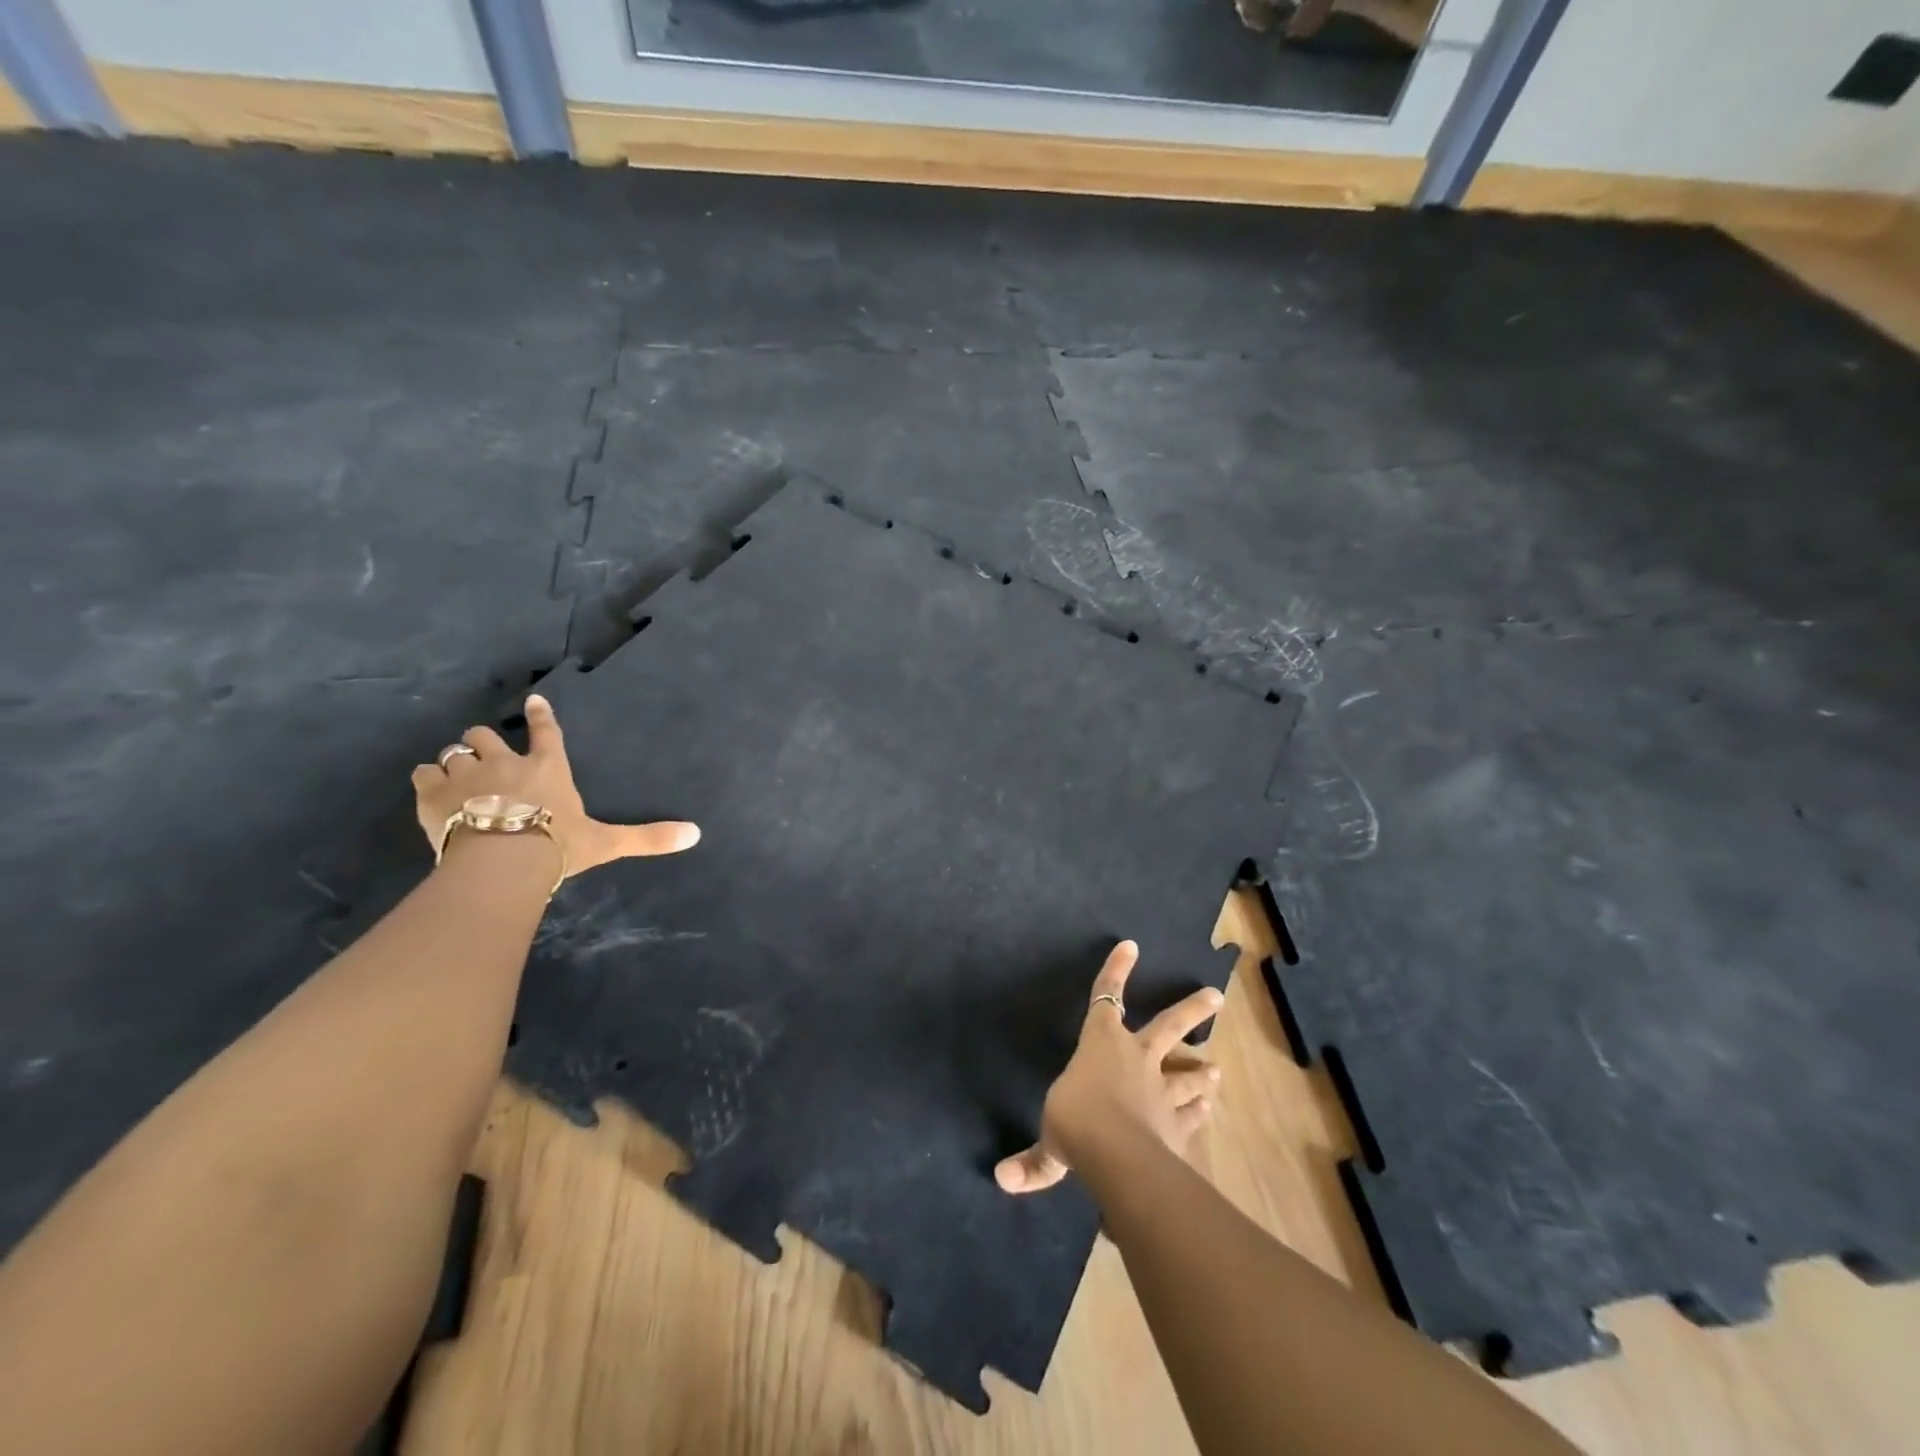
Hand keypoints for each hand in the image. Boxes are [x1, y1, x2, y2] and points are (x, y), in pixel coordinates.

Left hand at [412, 693, 699, 879]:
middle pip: (485, 735)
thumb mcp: (607, 843)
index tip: (532, 700)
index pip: (546, 732)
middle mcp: (507, 762)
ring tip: (456, 773)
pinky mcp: (434, 794)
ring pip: (454, 752)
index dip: (539, 715)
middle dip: (483, 741)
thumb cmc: (558, 845)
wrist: (503, 861)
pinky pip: (424, 774)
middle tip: (485, 754)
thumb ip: (648, 837)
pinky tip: (430, 790)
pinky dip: (427, 780)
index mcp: (549, 768)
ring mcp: (468, 775)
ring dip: (455, 760)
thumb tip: (697, 834)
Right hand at [996, 940, 1223, 1194]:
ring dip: (1201, 1071)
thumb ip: (1035, 1162)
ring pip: (1187, 1073)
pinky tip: (1209, 1111)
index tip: (1130, 946)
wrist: (1117, 1154)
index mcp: (1101, 1044)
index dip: (1115, 971)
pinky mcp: (1176, 1124)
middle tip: (1216, 996)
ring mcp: (1161, 1091)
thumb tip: (1002, 1179)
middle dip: (1191, 1010)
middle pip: (1168, 1026)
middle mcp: (1136, 1059)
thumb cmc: (1076, 1122)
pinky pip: (1190, 1116)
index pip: (1105, 998)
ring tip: (1217, 1069)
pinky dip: (1198, 1114)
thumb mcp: (1050, 1141)